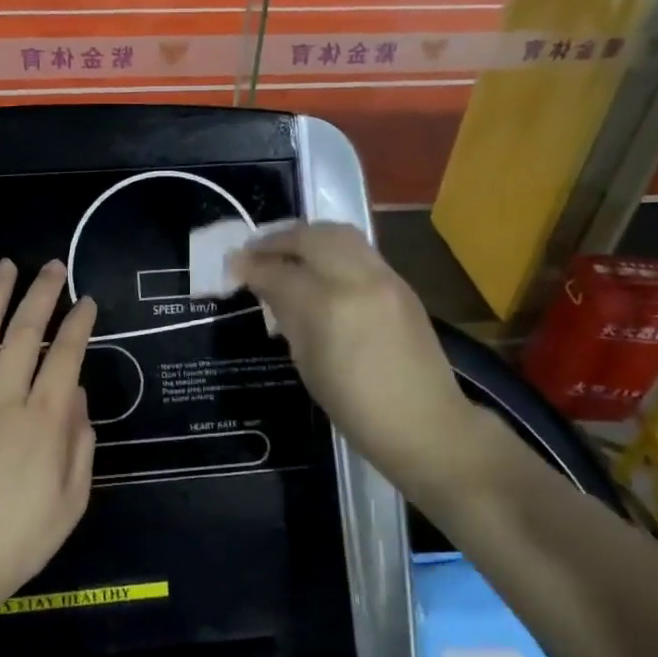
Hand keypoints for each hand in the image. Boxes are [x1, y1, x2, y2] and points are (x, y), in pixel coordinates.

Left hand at [0, 258, 97, 612]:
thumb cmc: (20, 538)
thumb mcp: (72, 499)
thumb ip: (80, 442)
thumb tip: (76, 394)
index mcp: (44, 422)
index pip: (67, 356)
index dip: (79, 324)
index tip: (87, 301)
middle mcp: (4, 401)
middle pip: (24, 334)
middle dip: (42, 294)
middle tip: (52, 266)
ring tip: (6, 266)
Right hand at [230, 223, 489, 486]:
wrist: (425, 423)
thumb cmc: (355, 407)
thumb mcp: (307, 362)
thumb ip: (287, 315)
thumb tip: (266, 288)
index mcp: (329, 307)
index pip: (280, 272)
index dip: (251, 267)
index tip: (232, 266)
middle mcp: (358, 280)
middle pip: (310, 237)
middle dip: (277, 240)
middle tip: (255, 252)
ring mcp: (384, 276)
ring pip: (338, 233)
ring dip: (306, 237)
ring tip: (286, 251)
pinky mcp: (400, 282)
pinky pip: (358, 250)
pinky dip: (331, 249)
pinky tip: (318, 267)